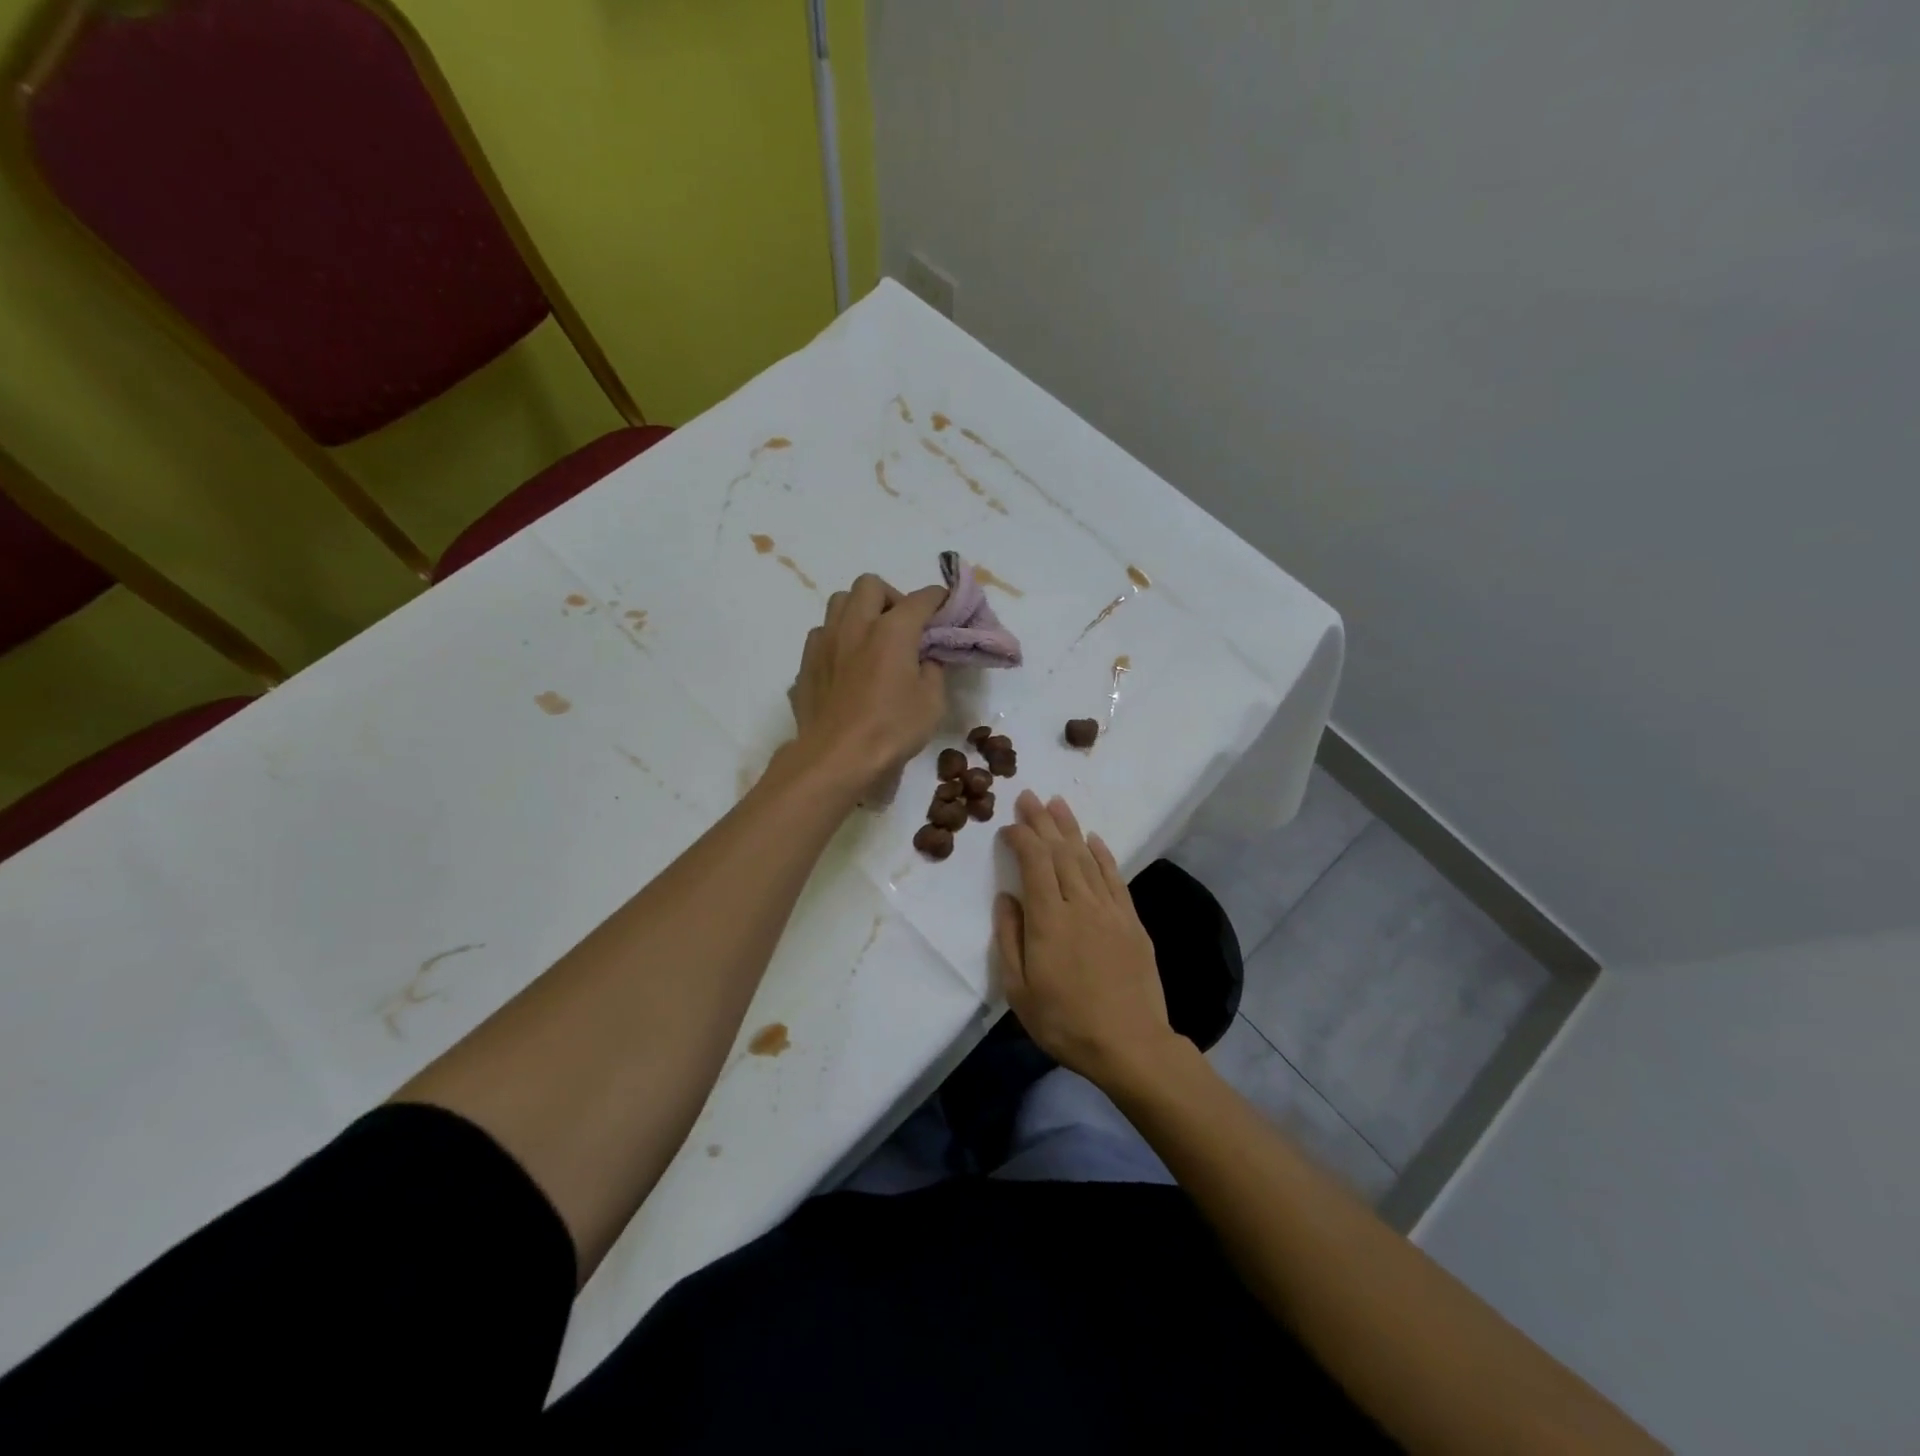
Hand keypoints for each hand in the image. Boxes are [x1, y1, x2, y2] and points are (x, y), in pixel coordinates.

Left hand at [788, 573, 947, 788]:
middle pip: (870, 585)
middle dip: (890, 596)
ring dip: (859, 610)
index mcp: (892, 631)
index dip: (938, 598)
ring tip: (871, 638)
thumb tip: (926, 658)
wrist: (836, 758)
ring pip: (839, 602)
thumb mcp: (931, 703)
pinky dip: (838, 637)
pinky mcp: (806, 663)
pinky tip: (847, 662)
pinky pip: (822, 633)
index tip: (946, 606)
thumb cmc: (891, 730)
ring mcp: (825, 642)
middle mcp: (856, 625)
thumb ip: (933, 671)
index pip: (921, 599)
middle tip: (902, 625)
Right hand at [994, 790, 1179, 1088]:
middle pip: (1060, 852)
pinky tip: (1094, 840)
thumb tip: (1006, 898)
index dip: (1022, 838)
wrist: (1130, 1044)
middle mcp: (1080, 904)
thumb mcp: (1019, 990)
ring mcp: (1110, 910)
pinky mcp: (1131, 922)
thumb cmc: (1065, 1022)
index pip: (1034, 863)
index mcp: (1048, 919)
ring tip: (1058, 804)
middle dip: (1043, 821)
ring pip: (1087, 858)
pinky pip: (1115, 878)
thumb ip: (1009, 939)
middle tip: (1030, 796)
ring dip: (1071, 829)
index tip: (1009, 826)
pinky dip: (1103, 855)